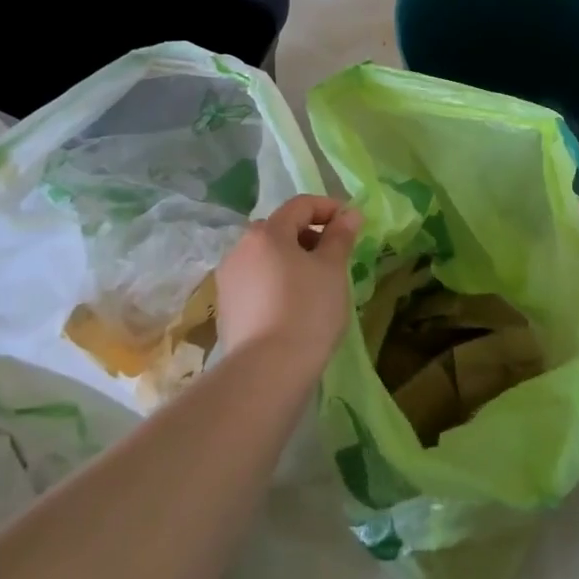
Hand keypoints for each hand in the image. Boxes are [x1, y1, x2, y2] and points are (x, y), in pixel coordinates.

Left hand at [215, 194, 361, 380]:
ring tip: (317, 284)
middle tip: (335, 257)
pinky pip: (257, 281)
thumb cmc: (307, 310)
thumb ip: (340, 237)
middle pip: (280, 229)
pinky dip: (277, 282)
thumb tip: (350, 213)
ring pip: (267, 257)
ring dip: (292, 260)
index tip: (351, 224)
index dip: (329, 208)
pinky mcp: (226, 308)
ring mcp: (228, 279)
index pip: (301, 205)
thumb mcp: (332, 269)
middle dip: (309, 236)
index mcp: (266, 232)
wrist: (267, 372)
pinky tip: (294, 306)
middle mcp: (240, 248)